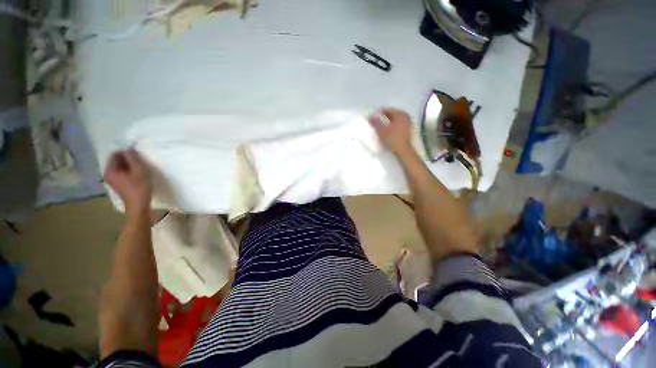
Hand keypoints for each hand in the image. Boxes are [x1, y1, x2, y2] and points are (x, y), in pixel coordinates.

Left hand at [104, 149, 151, 214]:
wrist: (138, 205)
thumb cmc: (139, 187)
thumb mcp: (139, 170)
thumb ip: (133, 158)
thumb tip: (129, 149)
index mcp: (110, 170)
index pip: (115, 154)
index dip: (126, 152)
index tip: (138, 155)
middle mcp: (108, 174)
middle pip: (117, 161)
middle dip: (128, 159)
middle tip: (140, 162)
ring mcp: (112, 180)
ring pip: (120, 167)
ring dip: (130, 166)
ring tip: (140, 168)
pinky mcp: (118, 184)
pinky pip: (122, 173)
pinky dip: (129, 171)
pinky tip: (138, 175)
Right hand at [368, 108, 412, 155]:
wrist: (402, 150)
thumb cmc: (392, 139)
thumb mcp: (382, 130)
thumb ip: (375, 123)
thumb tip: (369, 117)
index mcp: (401, 114)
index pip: (388, 110)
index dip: (379, 113)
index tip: (373, 117)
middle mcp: (406, 116)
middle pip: (392, 114)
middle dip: (383, 117)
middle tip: (376, 121)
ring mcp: (408, 123)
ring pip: (394, 120)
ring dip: (387, 121)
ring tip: (380, 126)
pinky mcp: (407, 130)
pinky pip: (397, 124)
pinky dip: (391, 125)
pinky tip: (387, 130)